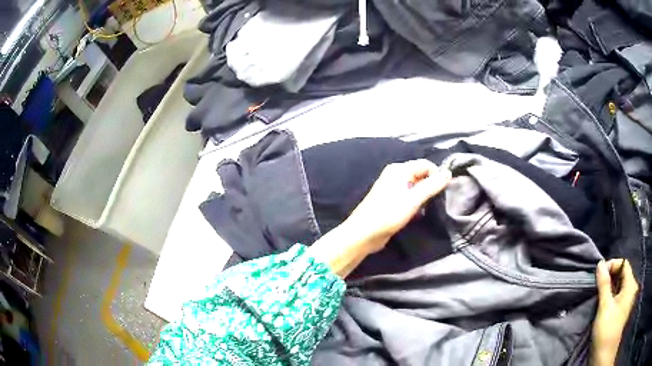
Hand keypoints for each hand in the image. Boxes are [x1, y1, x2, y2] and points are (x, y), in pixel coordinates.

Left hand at [345, 159, 451, 252]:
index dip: (437, 175)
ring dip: (424, 197)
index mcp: (399, 170)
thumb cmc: (388, 214)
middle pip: (421, 175)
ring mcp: (392, 189)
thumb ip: (432, 185)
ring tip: (430, 208)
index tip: (445, 191)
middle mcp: (395, 175)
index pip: (425, 164)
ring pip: (416, 188)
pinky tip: (419, 215)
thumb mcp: (413, 199)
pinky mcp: (391, 202)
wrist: (364, 234)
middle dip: (431, 186)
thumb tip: (448, 173)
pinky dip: (416, 204)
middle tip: (438, 201)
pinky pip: (409, 198)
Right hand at [591, 259, 638, 365]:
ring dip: (610, 286)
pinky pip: (619, 294)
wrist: (605, 353)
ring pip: (620, 285)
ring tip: (599, 293)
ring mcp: (628, 299)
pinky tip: (604, 302)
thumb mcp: (605, 306)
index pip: (623, 264)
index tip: (599, 273)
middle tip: (597, 284)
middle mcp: (631, 288)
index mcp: (630, 285)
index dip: (612, 265)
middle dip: (610, 276)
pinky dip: (612, 294)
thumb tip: (600, 264)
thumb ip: (604, 284)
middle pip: (622, 274)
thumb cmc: (607, 329)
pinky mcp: (623, 308)